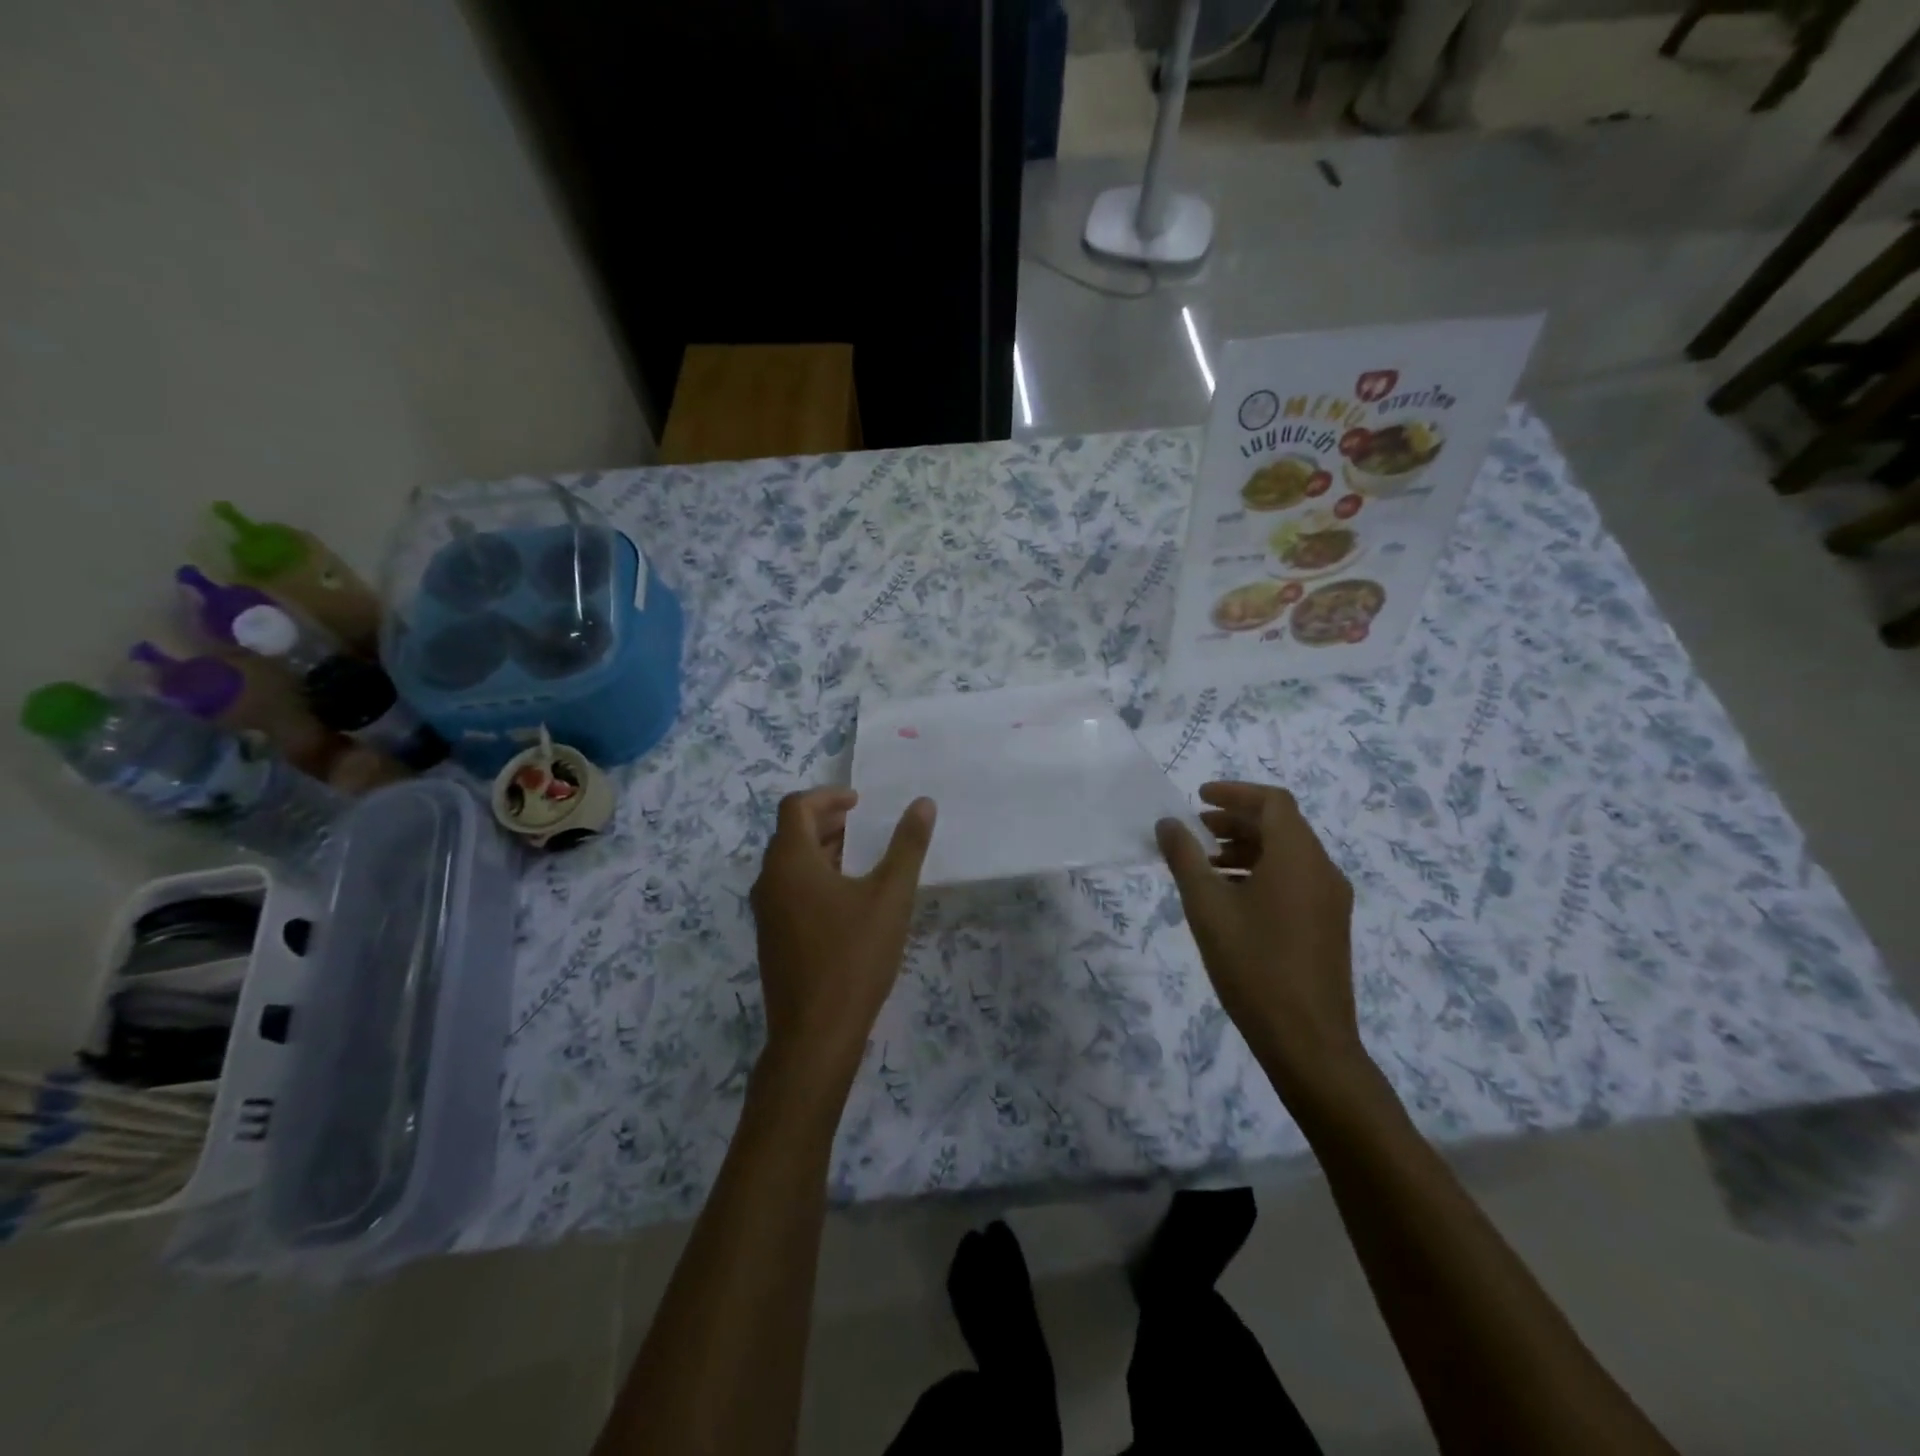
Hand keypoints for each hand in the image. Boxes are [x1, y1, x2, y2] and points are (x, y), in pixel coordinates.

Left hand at [750, 788, 935, 1089]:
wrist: (815, 1034)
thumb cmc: (853, 956)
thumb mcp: (890, 896)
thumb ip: (907, 846)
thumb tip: (923, 803)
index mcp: (790, 862)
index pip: (796, 806)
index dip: (827, 796)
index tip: (859, 803)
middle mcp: (769, 881)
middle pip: (790, 833)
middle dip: (826, 822)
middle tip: (862, 825)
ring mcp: (766, 913)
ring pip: (789, 865)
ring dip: (821, 851)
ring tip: (860, 859)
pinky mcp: (772, 939)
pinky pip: (788, 891)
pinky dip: (814, 878)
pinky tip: (847, 901)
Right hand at [1156, 782, 1362, 1097]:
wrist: (1307, 1041)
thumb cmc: (1253, 965)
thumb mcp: (1206, 906)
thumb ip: (1184, 857)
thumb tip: (1168, 823)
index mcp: (1298, 856)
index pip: (1272, 802)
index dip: (1234, 793)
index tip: (1198, 798)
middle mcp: (1322, 870)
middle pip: (1281, 826)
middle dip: (1236, 822)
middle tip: (1195, 831)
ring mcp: (1331, 900)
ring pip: (1288, 855)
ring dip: (1246, 849)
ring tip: (1205, 866)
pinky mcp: (1329, 926)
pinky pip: (1295, 880)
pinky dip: (1261, 873)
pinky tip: (1230, 899)